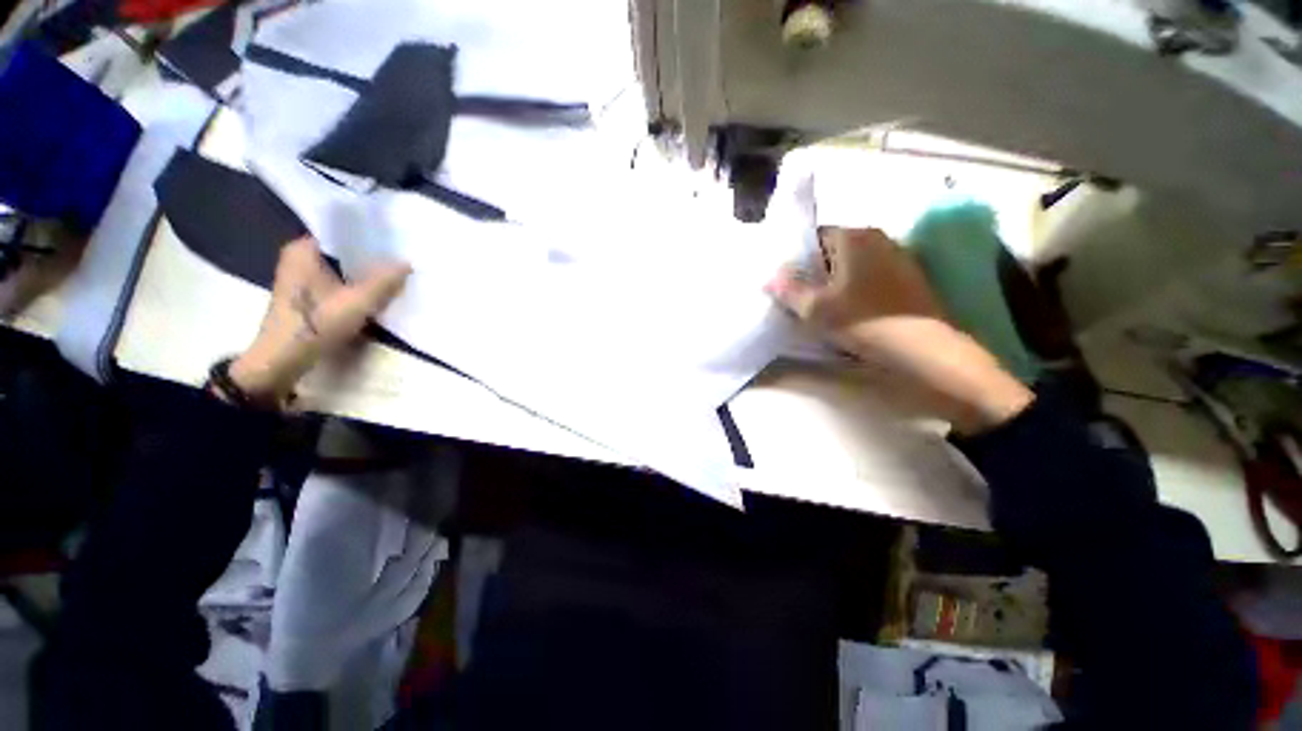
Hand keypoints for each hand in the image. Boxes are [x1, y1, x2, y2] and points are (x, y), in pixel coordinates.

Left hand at [224, 237, 410, 403]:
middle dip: (372, 257)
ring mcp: (302, 277)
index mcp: (304, 250)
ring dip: (366, 273)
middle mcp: (300, 257)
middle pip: (345, 251)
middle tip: (403, 257)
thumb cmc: (316, 324)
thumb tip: (408, 262)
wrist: (283, 359)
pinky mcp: (309, 295)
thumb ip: (384, 281)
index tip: (398, 241)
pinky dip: (357, 285)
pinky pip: (339, 281)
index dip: (372, 236)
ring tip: (396, 273)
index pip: (343, 232)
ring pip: (343, 268)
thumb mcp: (358, 302)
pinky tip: (378, 291)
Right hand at [768, 227, 1032, 434]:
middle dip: (815, 269)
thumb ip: (789, 290)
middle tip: (801, 295)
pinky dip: (855, 286)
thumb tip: (770, 278)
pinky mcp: (909, 276)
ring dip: (835, 279)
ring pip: (853, 262)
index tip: (788, 281)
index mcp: (854, 237)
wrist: (923, 347)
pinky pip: (871, 273)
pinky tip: (851, 308)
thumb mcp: (816, 309)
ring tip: (823, 304)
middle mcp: (878, 238)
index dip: (797, 257)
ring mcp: (897, 255)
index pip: (815, 235)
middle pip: (834, 249)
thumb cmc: (863, 321)